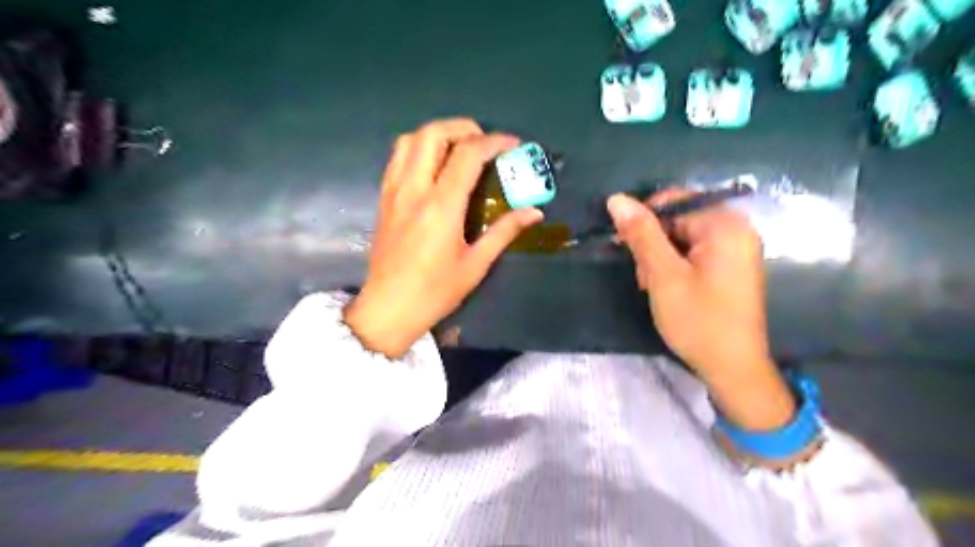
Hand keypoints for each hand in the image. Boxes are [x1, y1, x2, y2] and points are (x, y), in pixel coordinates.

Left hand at [341, 117, 540, 358]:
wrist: (389, 308)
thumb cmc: (435, 291)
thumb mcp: (475, 264)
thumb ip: (504, 231)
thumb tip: (535, 212)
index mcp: (441, 206)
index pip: (468, 155)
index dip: (494, 142)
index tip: (513, 145)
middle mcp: (414, 189)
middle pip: (433, 133)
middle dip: (463, 127)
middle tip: (484, 142)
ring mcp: (394, 191)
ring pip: (410, 139)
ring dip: (438, 134)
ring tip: (459, 149)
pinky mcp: (384, 198)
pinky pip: (397, 157)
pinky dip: (418, 148)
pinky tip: (434, 165)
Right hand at [608, 193, 794, 431]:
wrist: (732, 368)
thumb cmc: (698, 320)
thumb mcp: (663, 275)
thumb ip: (641, 234)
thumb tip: (616, 199)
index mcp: (725, 226)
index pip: (673, 202)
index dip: (643, 220)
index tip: (623, 246)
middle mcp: (735, 230)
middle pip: (678, 220)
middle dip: (653, 244)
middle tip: (644, 277)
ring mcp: (734, 249)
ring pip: (682, 238)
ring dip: (660, 257)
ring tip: (653, 287)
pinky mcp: (730, 266)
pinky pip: (694, 252)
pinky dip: (675, 266)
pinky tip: (667, 288)